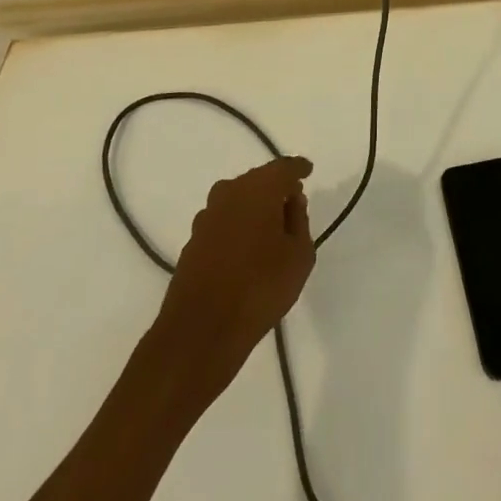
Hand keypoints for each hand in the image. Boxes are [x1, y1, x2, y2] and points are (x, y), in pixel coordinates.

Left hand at [154, 156, 315, 401]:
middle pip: (258, 180)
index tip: (308, 171)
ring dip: (255, 207)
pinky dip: (238, 225)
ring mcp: (206, 217)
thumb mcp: (299, 256)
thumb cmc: (260, 287)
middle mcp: (229, 193)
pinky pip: (224, 220)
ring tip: (272, 227)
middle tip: (293, 202)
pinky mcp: (193, 241)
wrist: (200, 331)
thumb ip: (299, 222)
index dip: (298, 169)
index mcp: (259, 189)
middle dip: (276, 187)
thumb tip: (292, 203)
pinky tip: (247, 247)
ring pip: (238, 199)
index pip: (283, 168)